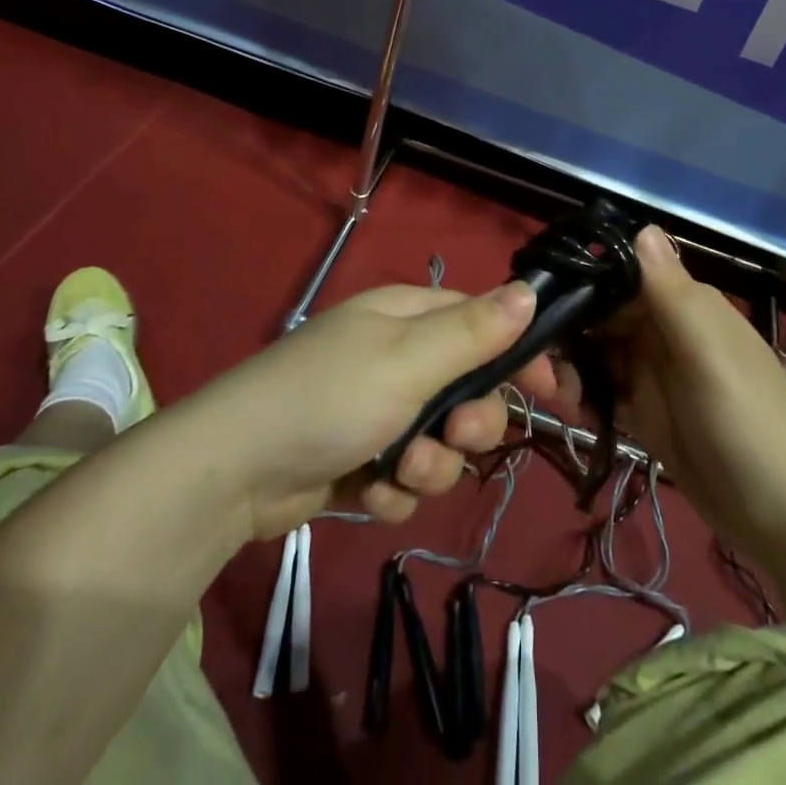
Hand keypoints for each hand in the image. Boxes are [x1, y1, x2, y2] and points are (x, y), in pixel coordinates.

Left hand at [197, 282, 555, 539]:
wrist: (234, 471)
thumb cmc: (330, 398)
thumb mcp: (409, 360)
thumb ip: (473, 332)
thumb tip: (528, 292)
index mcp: (407, 316)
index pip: (483, 322)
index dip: (518, 355)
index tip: (551, 394)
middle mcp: (396, 356)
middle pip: (468, 389)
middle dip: (469, 423)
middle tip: (453, 436)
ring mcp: (376, 408)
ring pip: (441, 441)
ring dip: (429, 465)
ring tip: (398, 471)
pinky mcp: (359, 456)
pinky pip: (405, 476)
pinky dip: (394, 489)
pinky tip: (367, 492)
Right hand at [570, 226, 785, 554]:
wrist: (783, 518)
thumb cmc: (747, 422)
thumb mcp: (708, 353)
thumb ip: (670, 292)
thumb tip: (640, 224)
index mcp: (683, 304)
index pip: (621, 275)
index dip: (582, 282)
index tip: (538, 297)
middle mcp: (665, 330)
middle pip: (602, 315)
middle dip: (567, 329)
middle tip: (533, 357)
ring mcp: (654, 373)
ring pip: (597, 352)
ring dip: (570, 365)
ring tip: (551, 391)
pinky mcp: (646, 413)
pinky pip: (604, 391)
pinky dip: (584, 395)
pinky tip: (570, 408)